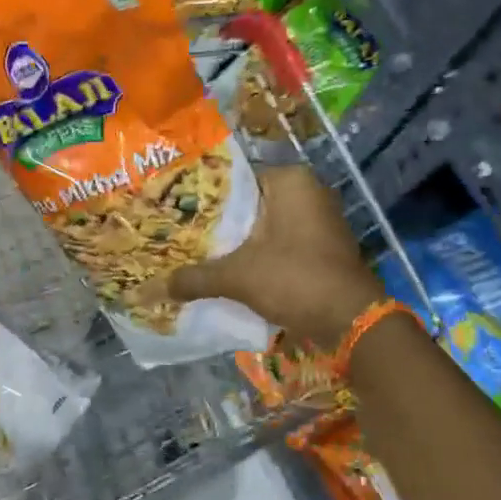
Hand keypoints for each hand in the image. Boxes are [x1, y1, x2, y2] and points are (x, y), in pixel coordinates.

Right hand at [168, 166, 384, 349]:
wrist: (352, 322)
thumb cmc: (295, 279)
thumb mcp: (238, 277)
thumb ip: (194, 278)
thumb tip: (148, 289)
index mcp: (289, 180)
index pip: (233, 178)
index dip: (201, 195)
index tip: (173, 210)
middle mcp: (308, 191)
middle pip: (248, 202)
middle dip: (217, 221)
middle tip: (178, 232)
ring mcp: (319, 218)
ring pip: (263, 224)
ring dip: (236, 239)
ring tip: (195, 250)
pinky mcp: (322, 244)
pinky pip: (279, 240)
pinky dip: (257, 252)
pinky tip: (228, 267)